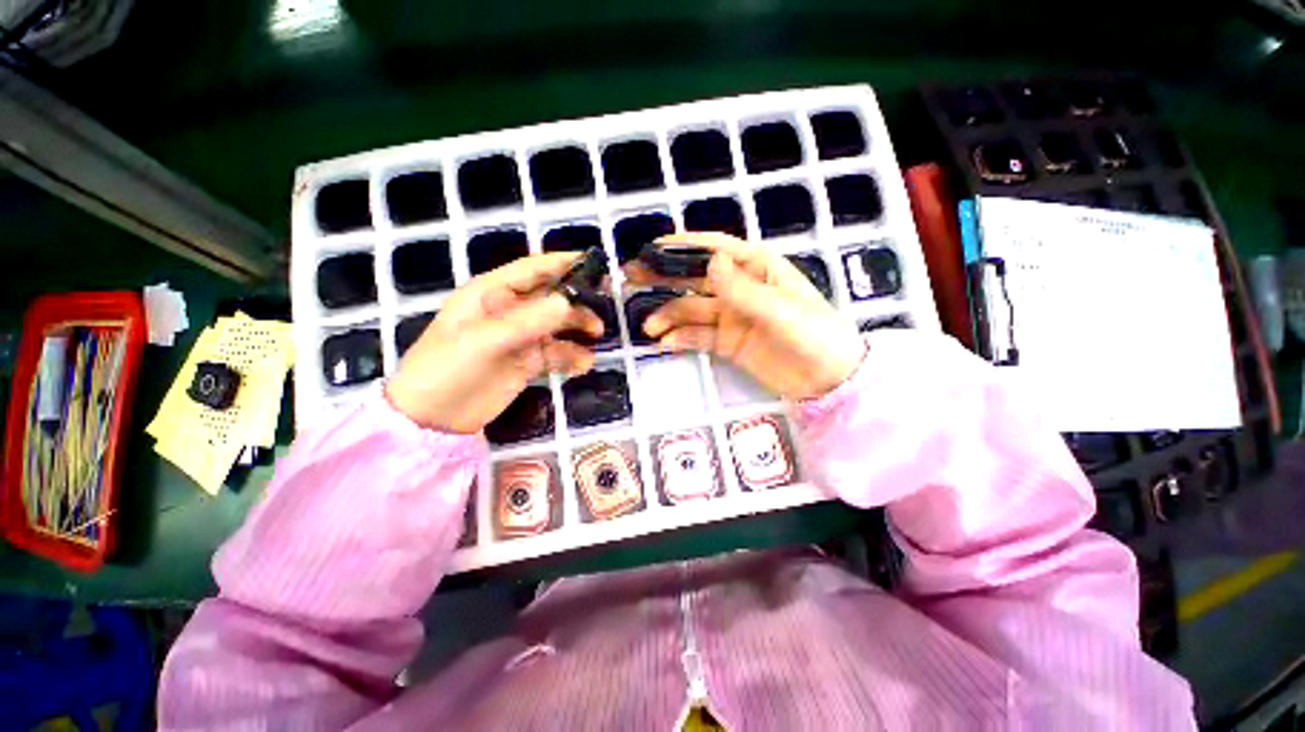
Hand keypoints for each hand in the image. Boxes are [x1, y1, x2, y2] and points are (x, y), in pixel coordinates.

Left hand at [387, 253, 603, 432]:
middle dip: (578, 300)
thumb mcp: (484, 341)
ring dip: (578, 327)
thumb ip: (527, 321)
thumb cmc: (447, 369)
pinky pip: (556, 353)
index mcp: (491, 293)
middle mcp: (509, 311)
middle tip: (605, 305)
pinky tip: (583, 364)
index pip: (533, 270)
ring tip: (597, 336)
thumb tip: (568, 302)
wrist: (432, 419)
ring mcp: (520, 338)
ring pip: (558, 325)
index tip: (595, 263)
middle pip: (551, 297)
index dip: (563, 263)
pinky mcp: (527, 362)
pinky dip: (572, 356)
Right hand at [629, 233, 865, 400]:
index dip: (684, 246)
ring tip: (648, 326)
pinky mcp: (726, 342)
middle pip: (695, 278)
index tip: (652, 247)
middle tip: (631, 279)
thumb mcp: (780, 310)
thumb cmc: (813, 335)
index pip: (716, 249)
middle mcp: (739, 288)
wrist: (828, 380)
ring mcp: (731, 316)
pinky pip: (698, 336)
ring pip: (691, 310)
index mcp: (757, 269)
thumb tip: (711, 261)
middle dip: (664, 277)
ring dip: (668, 315)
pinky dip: (680, 338)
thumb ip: (743, 289)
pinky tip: (664, 343)